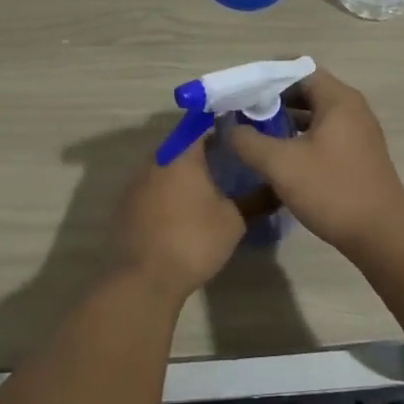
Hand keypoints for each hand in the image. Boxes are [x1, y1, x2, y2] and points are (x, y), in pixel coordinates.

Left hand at [113, 137, 245, 299]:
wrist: (144, 279)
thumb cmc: (193, 241)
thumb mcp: (234, 221)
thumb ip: (256, 200)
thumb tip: (277, 188)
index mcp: (181, 154)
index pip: (202, 124)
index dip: (222, 126)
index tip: (240, 136)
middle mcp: (155, 160)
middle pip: (182, 145)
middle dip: (205, 151)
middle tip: (230, 163)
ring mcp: (136, 182)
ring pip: (166, 166)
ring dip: (185, 173)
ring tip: (210, 188)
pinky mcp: (126, 205)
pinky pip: (152, 187)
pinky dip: (169, 192)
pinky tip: (183, 210)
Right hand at [227, 68, 403, 258]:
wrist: (381, 235)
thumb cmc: (331, 190)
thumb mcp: (280, 164)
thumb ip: (248, 141)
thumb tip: (228, 126)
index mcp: (338, 100)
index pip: (298, 70)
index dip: (266, 77)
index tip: (240, 92)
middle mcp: (351, 109)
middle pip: (306, 91)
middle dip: (272, 100)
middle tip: (241, 113)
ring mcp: (357, 133)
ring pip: (314, 115)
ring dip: (284, 120)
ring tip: (253, 133)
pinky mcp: (357, 155)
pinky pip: (323, 134)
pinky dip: (299, 137)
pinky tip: (278, 155)